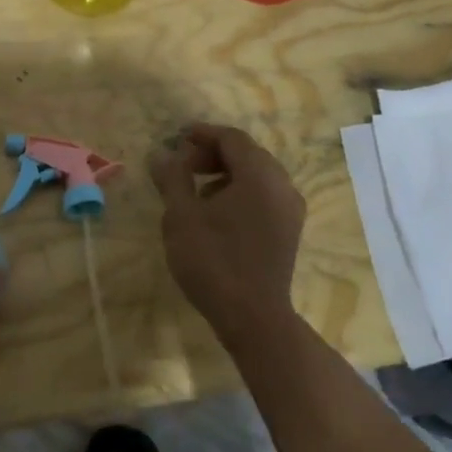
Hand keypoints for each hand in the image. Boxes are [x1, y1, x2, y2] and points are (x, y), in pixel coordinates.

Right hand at [148, 123, 306, 346]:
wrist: (253, 317)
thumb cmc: (213, 261)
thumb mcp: (182, 216)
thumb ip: (172, 178)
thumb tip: (162, 153)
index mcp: (260, 175)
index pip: (232, 138)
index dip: (203, 134)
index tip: (177, 137)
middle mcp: (282, 185)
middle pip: (248, 154)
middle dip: (214, 154)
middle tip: (183, 165)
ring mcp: (290, 209)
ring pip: (257, 176)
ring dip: (226, 174)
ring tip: (196, 191)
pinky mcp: (289, 231)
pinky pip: (265, 196)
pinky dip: (241, 193)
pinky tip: (217, 214)